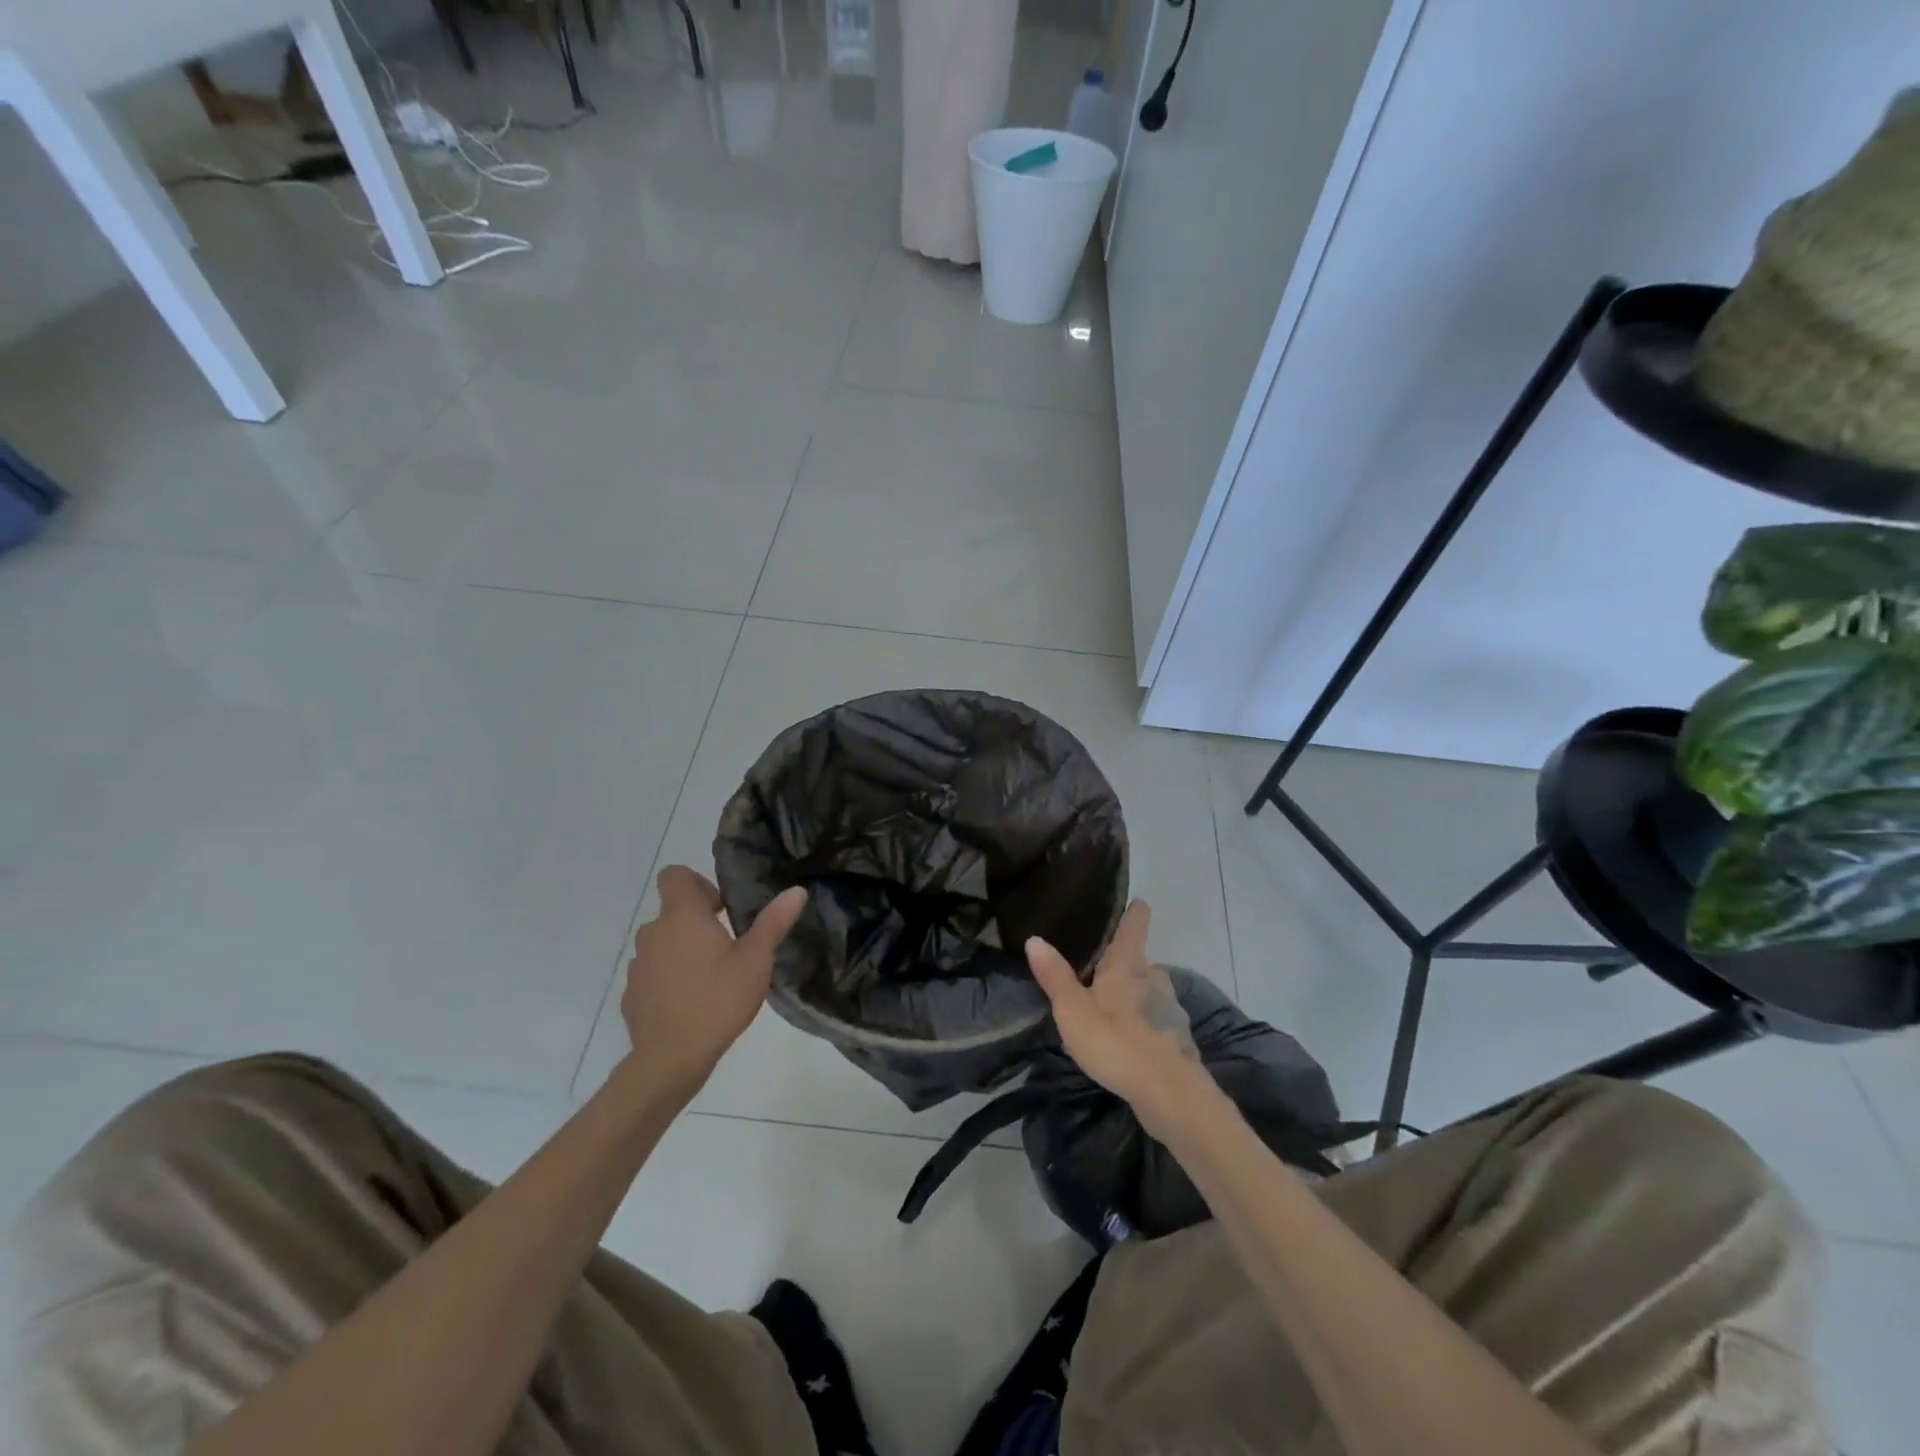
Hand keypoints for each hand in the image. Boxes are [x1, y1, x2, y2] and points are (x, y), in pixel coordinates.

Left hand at [621, 867, 807, 1097]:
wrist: (670, 1060)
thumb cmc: (718, 1000)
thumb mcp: (756, 960)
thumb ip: (774, 922)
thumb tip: (796, 891)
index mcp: (682, 916)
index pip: (675, 875)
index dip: (698, 883)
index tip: (720, 909)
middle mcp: (653, 932)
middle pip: (672, 911)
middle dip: (698, 922)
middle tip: (727, 947)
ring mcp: (638, 964)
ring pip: (662, 943)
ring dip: (682, 950)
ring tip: (711, 977)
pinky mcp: (631, 994)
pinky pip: (652, 973)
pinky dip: (669, 978)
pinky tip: (690, 1003)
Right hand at [1025, 901, 1212, 1137]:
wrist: (1170, 1094)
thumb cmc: (1117, 1041)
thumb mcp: (1073, 1010)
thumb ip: (1055, 975)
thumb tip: (1035, 938)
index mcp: (1128, 964)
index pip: (1135, 924)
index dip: (1134, 911)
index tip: (1134, 901)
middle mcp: (1154, 977)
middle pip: (1139, 961)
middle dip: (1121, 966)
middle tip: (1095, 973)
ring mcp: (1170, 1008)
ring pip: (1148, 992)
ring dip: (1131, 997)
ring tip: (1107, 1010)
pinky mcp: (1177, 1039)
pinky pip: (1155, 1021)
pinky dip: (1143, 1025)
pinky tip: (1127, 1042)